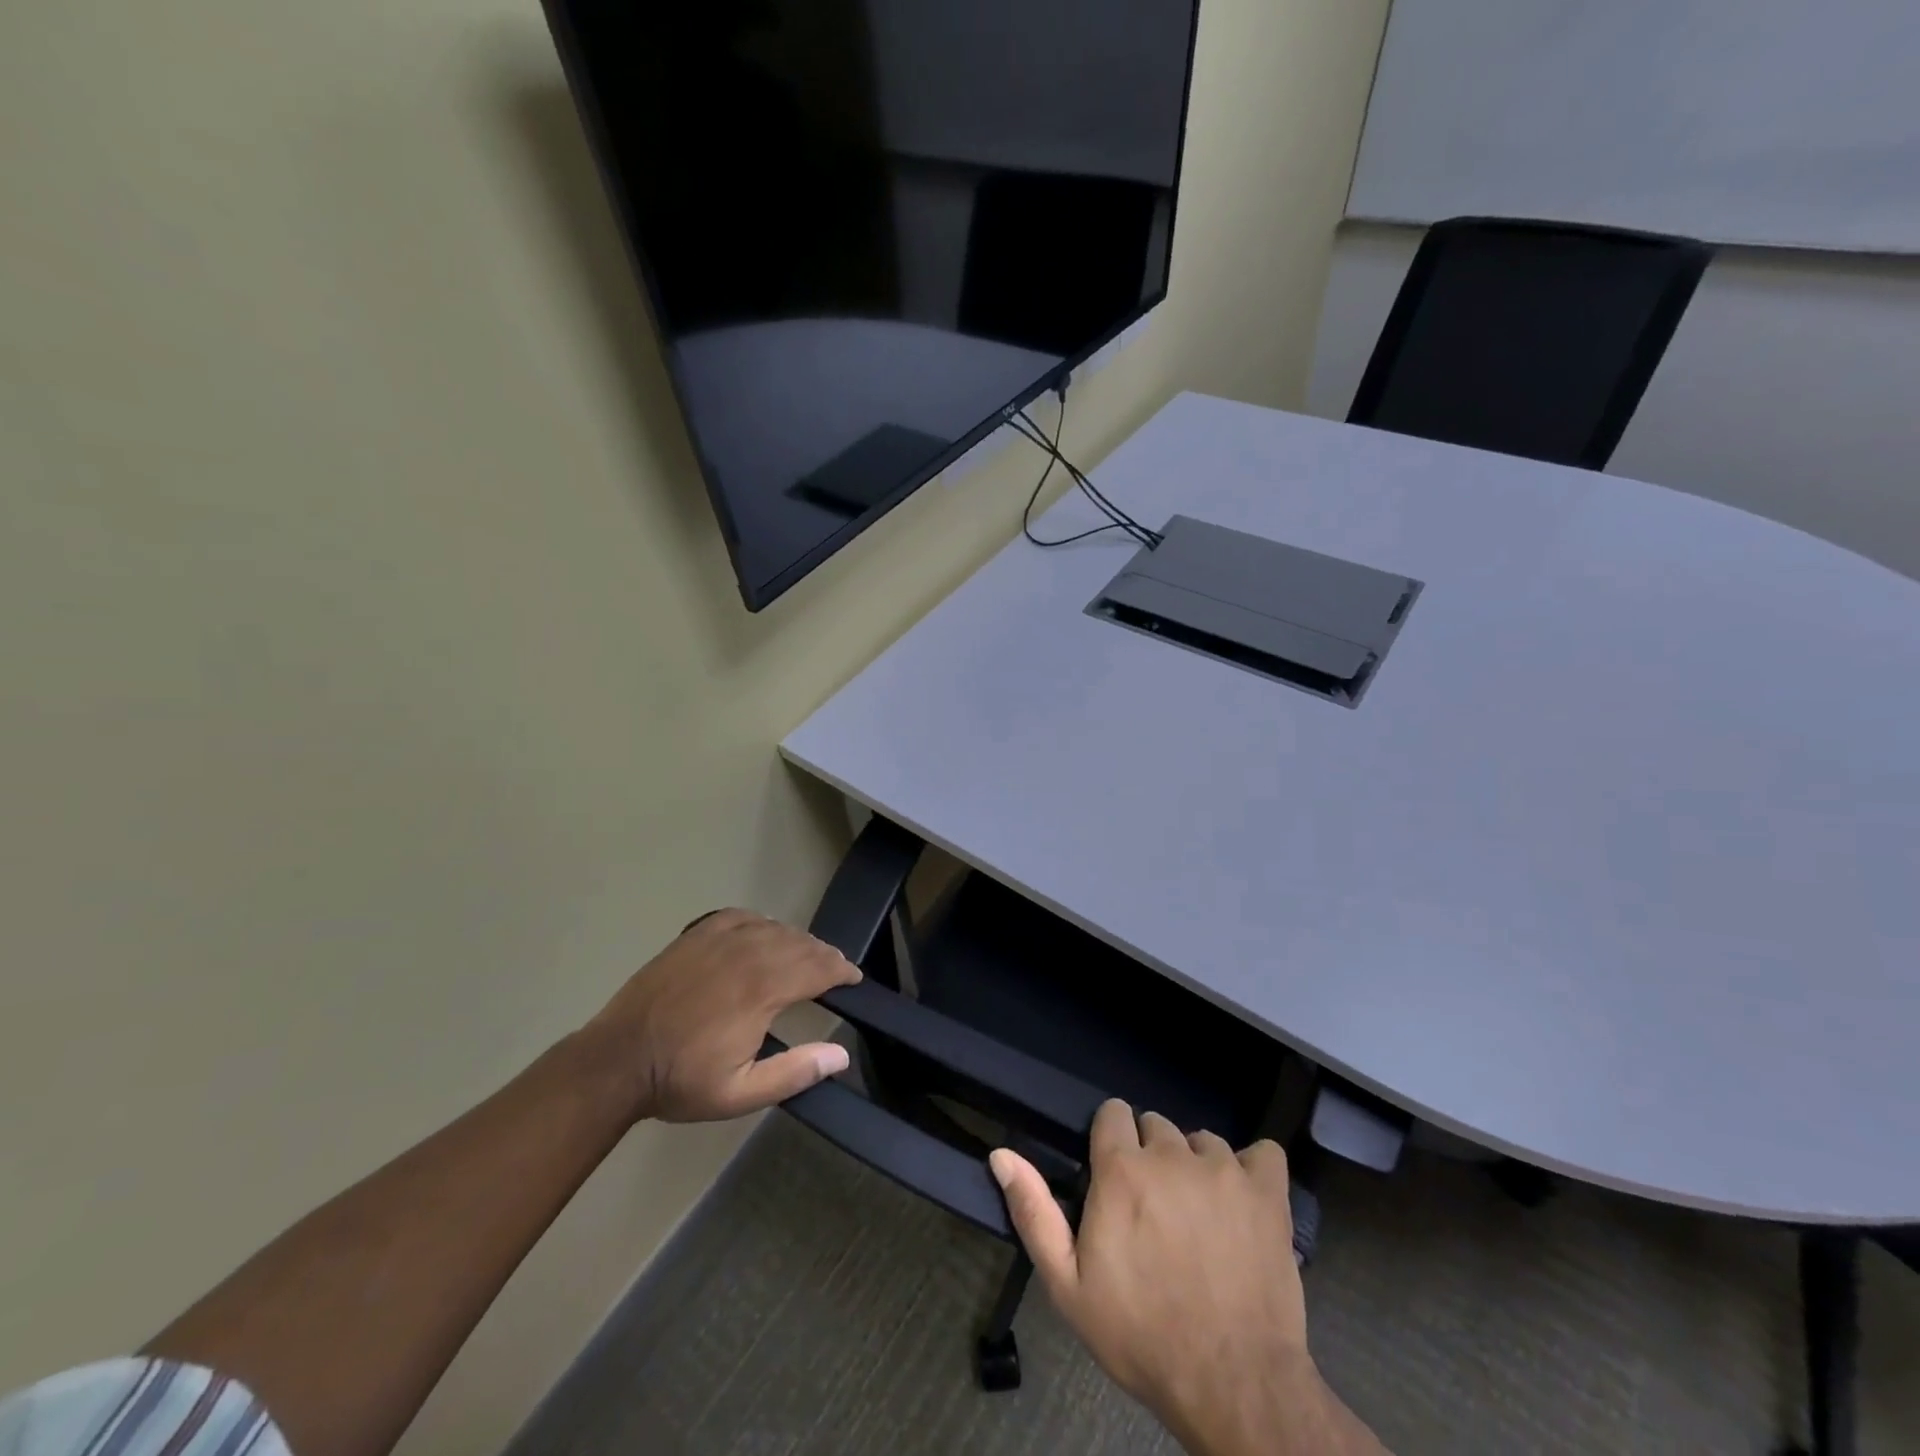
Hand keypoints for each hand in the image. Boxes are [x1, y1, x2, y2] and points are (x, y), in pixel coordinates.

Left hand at [581, 909, 860, 1124]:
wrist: (617, 1060)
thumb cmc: (680, 1080)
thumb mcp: (740, 1093)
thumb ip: (794, 1072)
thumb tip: (841, 1055)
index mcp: (761, 990)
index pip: (817, 968)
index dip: (842, 971)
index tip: (854, 978)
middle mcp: (746, 954)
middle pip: (800, 944)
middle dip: (825, 955)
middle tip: (836, 968)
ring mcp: (718, 940)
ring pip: (774, 928)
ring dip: (797, 940)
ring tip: (806, 954)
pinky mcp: (696, 935)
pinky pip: (742, 916)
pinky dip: (763, 923)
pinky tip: (765, 933)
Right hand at [992, 1102, 1355, 1455]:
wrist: (1234, 1385)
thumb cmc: (1142, 1335)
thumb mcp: (1069, 1286)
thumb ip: (1034, 1212)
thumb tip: (1001, 1154)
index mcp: (1122, 1169)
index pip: (1113, 1113)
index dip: (1111, 1141)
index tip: (1114, 1177)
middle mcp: (1172, 1154)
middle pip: (1157, 1125)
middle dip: (1151, 1155)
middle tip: (1155, 1208)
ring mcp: (1225, 1169)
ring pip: (1204, 1141)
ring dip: (1197, 1166)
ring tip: (1200, 1215)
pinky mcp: (1269, 1192)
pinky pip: (1263, 1153)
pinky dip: (1253, 1170)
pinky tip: (1245, 1201)